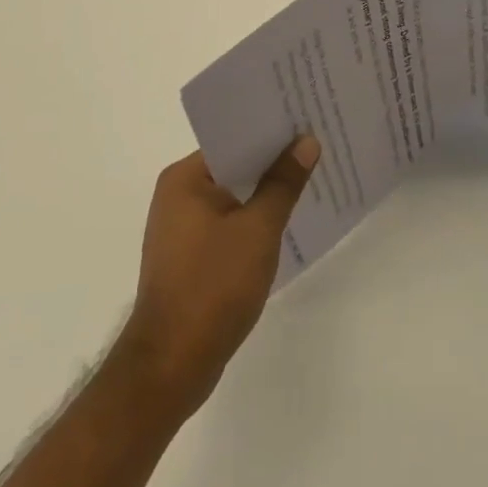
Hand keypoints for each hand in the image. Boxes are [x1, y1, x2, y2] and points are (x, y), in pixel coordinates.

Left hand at [112, 137, 319, 417]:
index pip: (233, 138)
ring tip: (310, 177)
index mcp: (185, 179)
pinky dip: (254, 219)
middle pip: (234, 165)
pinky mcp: (190, 258)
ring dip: (266, 191)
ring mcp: (182, 229)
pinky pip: (229, 223)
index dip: (271, 129)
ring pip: (234, 196)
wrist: (170, 368)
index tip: (306, 119)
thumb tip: (306, 142)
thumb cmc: (212, 287)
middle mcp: (177, 196)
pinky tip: (287, 220)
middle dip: (273, 160)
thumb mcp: (258, 229)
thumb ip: (283, 183)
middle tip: (317, 143)